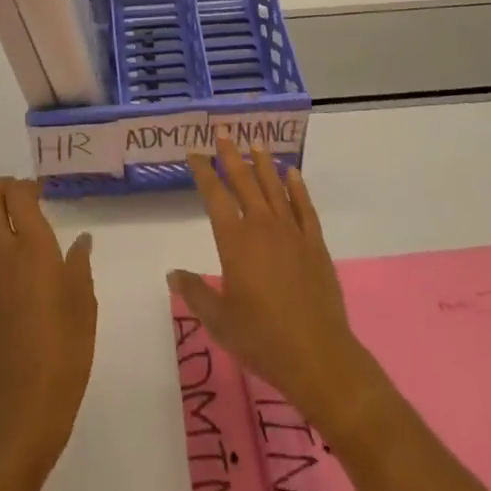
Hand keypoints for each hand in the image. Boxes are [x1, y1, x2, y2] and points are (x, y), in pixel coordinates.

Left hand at [0, 176, 96, 473]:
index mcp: (33, 246)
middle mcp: (0, 252)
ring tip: (11, 238)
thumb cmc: (65, 348)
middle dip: (2, 191)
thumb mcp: (84, 302)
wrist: (24, 404)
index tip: (40, 192)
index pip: (17, 194)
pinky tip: (1, 282)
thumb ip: (79, 264)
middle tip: (21, 200)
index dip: (27, 185)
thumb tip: (80, 241)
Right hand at [170, 136, 379, 433]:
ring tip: (255, 143)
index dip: (203, 172)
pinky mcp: (315, 244)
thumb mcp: (219, 321)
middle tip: (223, 133)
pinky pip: (304, 207)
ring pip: (274, 188)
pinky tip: (292, 173)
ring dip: (263, 164)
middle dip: (231, 156)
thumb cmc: (262, 339)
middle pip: (244, 182)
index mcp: (235, 241)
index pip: (215, 196)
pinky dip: (298, 188)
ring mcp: (291, 232)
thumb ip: (195, 293)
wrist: (318, 356)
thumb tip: (172, 273)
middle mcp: (262, 227)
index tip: (195, 151)